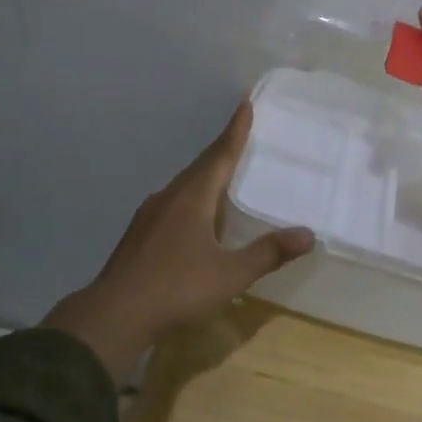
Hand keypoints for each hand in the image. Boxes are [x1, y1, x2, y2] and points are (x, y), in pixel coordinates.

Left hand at [41, 101, 313, 379]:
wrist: (113, 316)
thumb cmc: (176, 289)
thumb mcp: (230, 275)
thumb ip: (268, 253)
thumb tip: (308, 234)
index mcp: (192, 197)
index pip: (220, 155)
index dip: (235, 131)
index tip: (245, 104)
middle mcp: (170, 196)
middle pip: (201, 166)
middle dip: (222, 150)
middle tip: (242, 136)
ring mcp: (150, 214)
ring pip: (184, 185)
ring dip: (205, 174)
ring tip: (223, 173)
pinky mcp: (139, 234)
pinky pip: (172, 202)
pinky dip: (191, 197)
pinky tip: (195, 215)